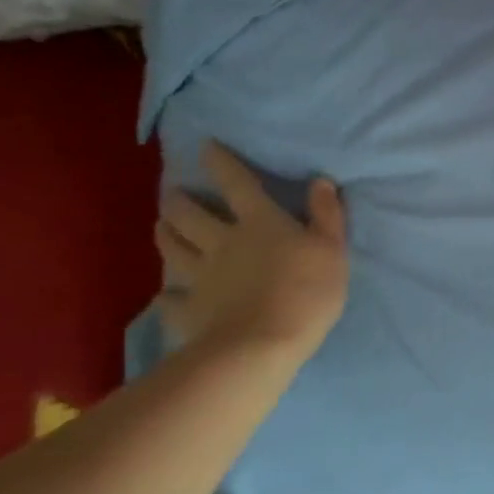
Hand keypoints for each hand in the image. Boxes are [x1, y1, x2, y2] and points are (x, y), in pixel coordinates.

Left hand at [154, 141, 349, 361]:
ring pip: (174, 249)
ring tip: (161, 226)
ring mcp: (200, 278)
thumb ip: (326, 214)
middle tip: (173, 194)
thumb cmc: (306, 291)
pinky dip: (165, 296)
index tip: (205, 146)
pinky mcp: (188, 311)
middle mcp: (223, 242)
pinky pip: (169, 300)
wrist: (262, 347)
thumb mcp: (332, 248)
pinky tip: (163, 295)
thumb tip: (320, 181)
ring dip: (166, 234)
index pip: (238, 184)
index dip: (221, 163)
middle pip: (192, 215)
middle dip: (180, 200)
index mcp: (260, 223)